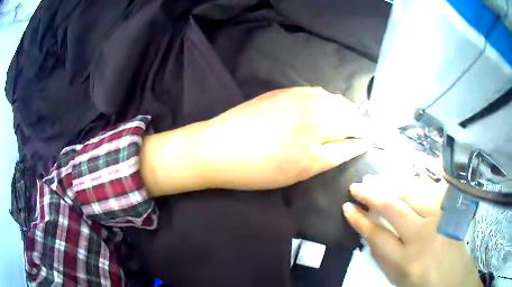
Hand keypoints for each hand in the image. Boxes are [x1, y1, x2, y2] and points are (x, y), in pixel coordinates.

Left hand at [142, 87, 369, 194]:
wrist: (219, 147)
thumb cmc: (256, 170)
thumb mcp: (296, 173)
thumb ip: (327, 158)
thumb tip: (348, 146)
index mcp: (317, 147)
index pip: (352, 141)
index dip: (363, 142)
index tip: (369, 142)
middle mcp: (315, 118)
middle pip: (349, 117)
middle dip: (360, 124)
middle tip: (362, 131)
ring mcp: (301, 100)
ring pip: (336, 101)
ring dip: (347, 110)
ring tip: (348, 118)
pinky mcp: (287, 91)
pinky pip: (319, 92)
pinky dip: (329, 99)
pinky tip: (327, 105)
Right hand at [343, 175, 481, 286]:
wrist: (453, 277)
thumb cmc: (422, 281)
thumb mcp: (396, 278)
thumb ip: (381, 256)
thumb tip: (368, 230)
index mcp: (406, 261)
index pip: (377, 235)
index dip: (360, 220)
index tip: (347, 207)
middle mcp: (423, 237)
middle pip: (393, 208)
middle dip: (371, 195)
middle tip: (356, 186)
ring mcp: (439, 218)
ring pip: (411, 193)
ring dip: (390, 183)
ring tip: (374, 178)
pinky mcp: (449, 209)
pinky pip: (429, 188)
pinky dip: (413, 180)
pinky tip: (402, 175)